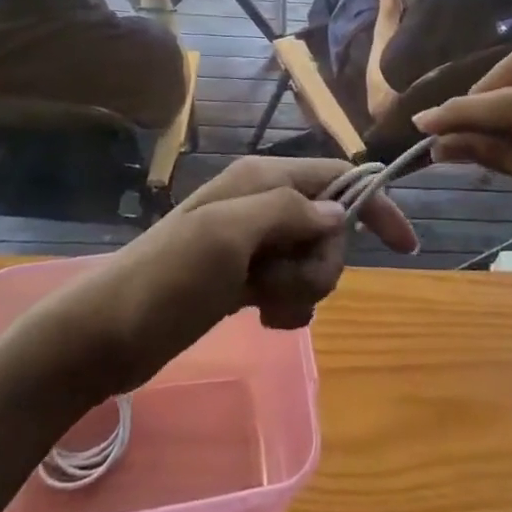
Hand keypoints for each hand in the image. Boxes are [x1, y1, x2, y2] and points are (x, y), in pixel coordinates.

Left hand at [52, 157, 417, 396]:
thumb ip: (288, 212)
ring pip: (313, 260)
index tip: (404, 246)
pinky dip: (287, 306)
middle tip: (280, 283)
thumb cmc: (167, 278)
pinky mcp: (245, 279)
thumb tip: (337, 213)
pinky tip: (262, 318)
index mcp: (262, 180)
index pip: (337, 178)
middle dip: (320, 262)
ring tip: (262, 303)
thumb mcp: (228, 235)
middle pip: (330, 227)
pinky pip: (291, 287)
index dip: (373, 204)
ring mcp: (253, 244)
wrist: (107, 333)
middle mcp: (263, 203)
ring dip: (302, 289)